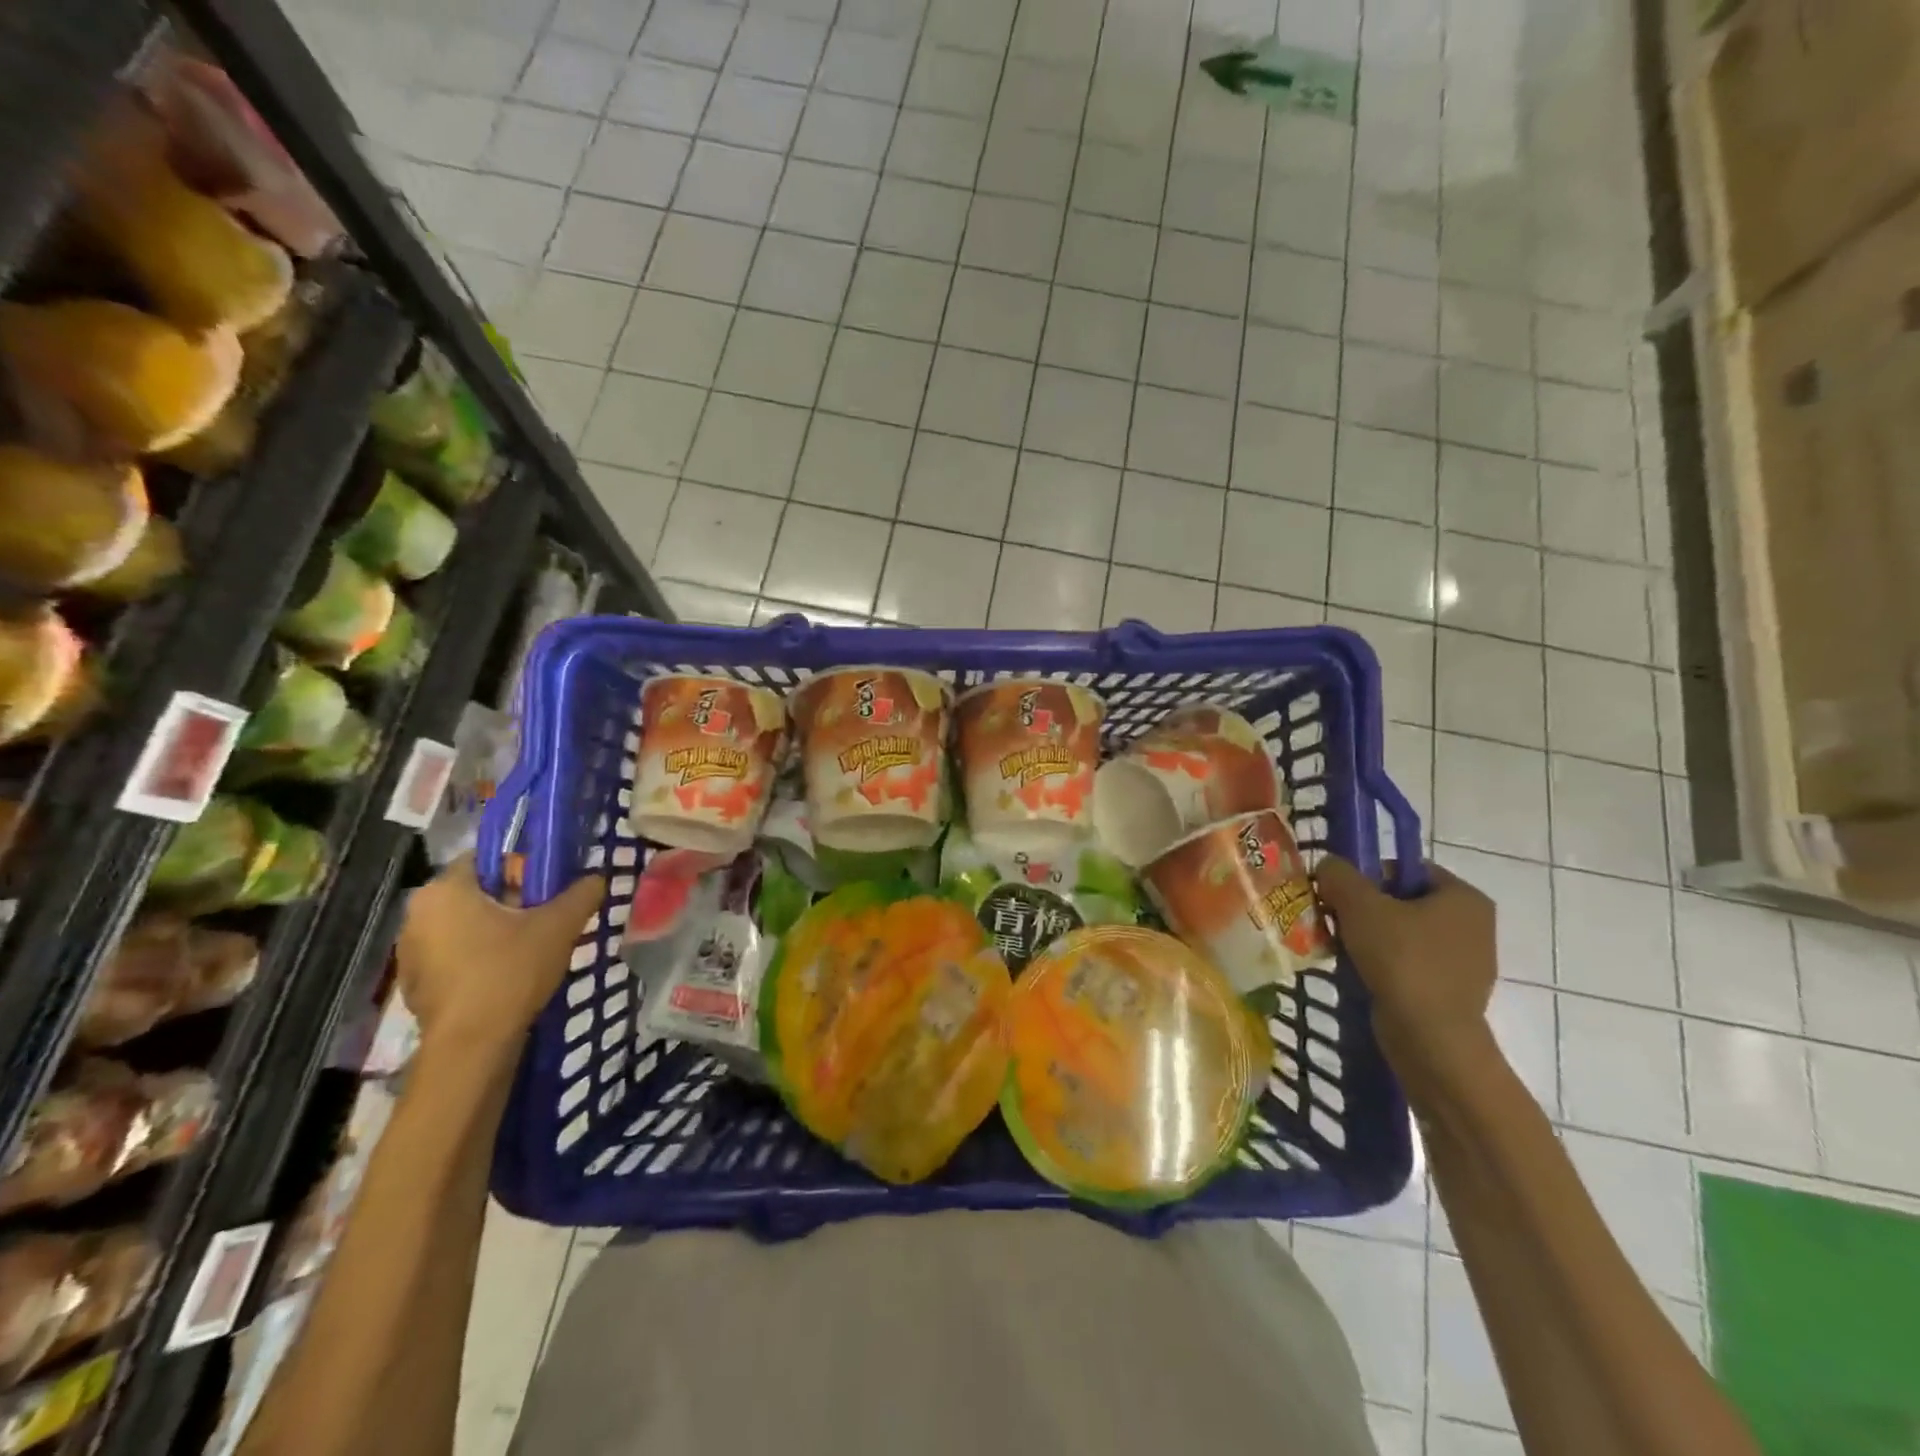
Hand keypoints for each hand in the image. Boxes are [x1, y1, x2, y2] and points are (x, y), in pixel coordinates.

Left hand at [396, 856, 605, 1059]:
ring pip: (465, 923)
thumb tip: (596, 878)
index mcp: (444, 889)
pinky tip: (507, 973)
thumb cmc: (510, 972)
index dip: (523, 866)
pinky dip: (479, 955)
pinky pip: (454, 953)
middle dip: (512, 899)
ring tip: (532, 947)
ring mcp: (410, 950)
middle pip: (476, 891)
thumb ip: (582, 894)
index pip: (487, 857)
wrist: (472, 1047)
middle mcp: (418, 913)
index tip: (549, 888)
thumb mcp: (559, 925)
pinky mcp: (415, 982)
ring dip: (496, 928)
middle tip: (547, 917)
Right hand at [1314, 857, 1498, 1093]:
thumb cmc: (1402, 960)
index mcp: (1464, 896)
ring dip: (1369, 937)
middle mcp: (1474, 925)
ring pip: (1403, 934)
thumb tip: (1330, 867)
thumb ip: (1339, 874)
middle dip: (1364, 909)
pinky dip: (1382, 965)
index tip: (1340, 893)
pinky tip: (1358, 972)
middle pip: (1403, 901)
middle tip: (1334, 919)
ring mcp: (1466, 962)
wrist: (1431, 1038)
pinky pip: (1409, 965)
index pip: (1407, 868)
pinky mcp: (1452, 993)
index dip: (1368, 875)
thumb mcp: (1359, 904)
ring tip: (1340, 947)